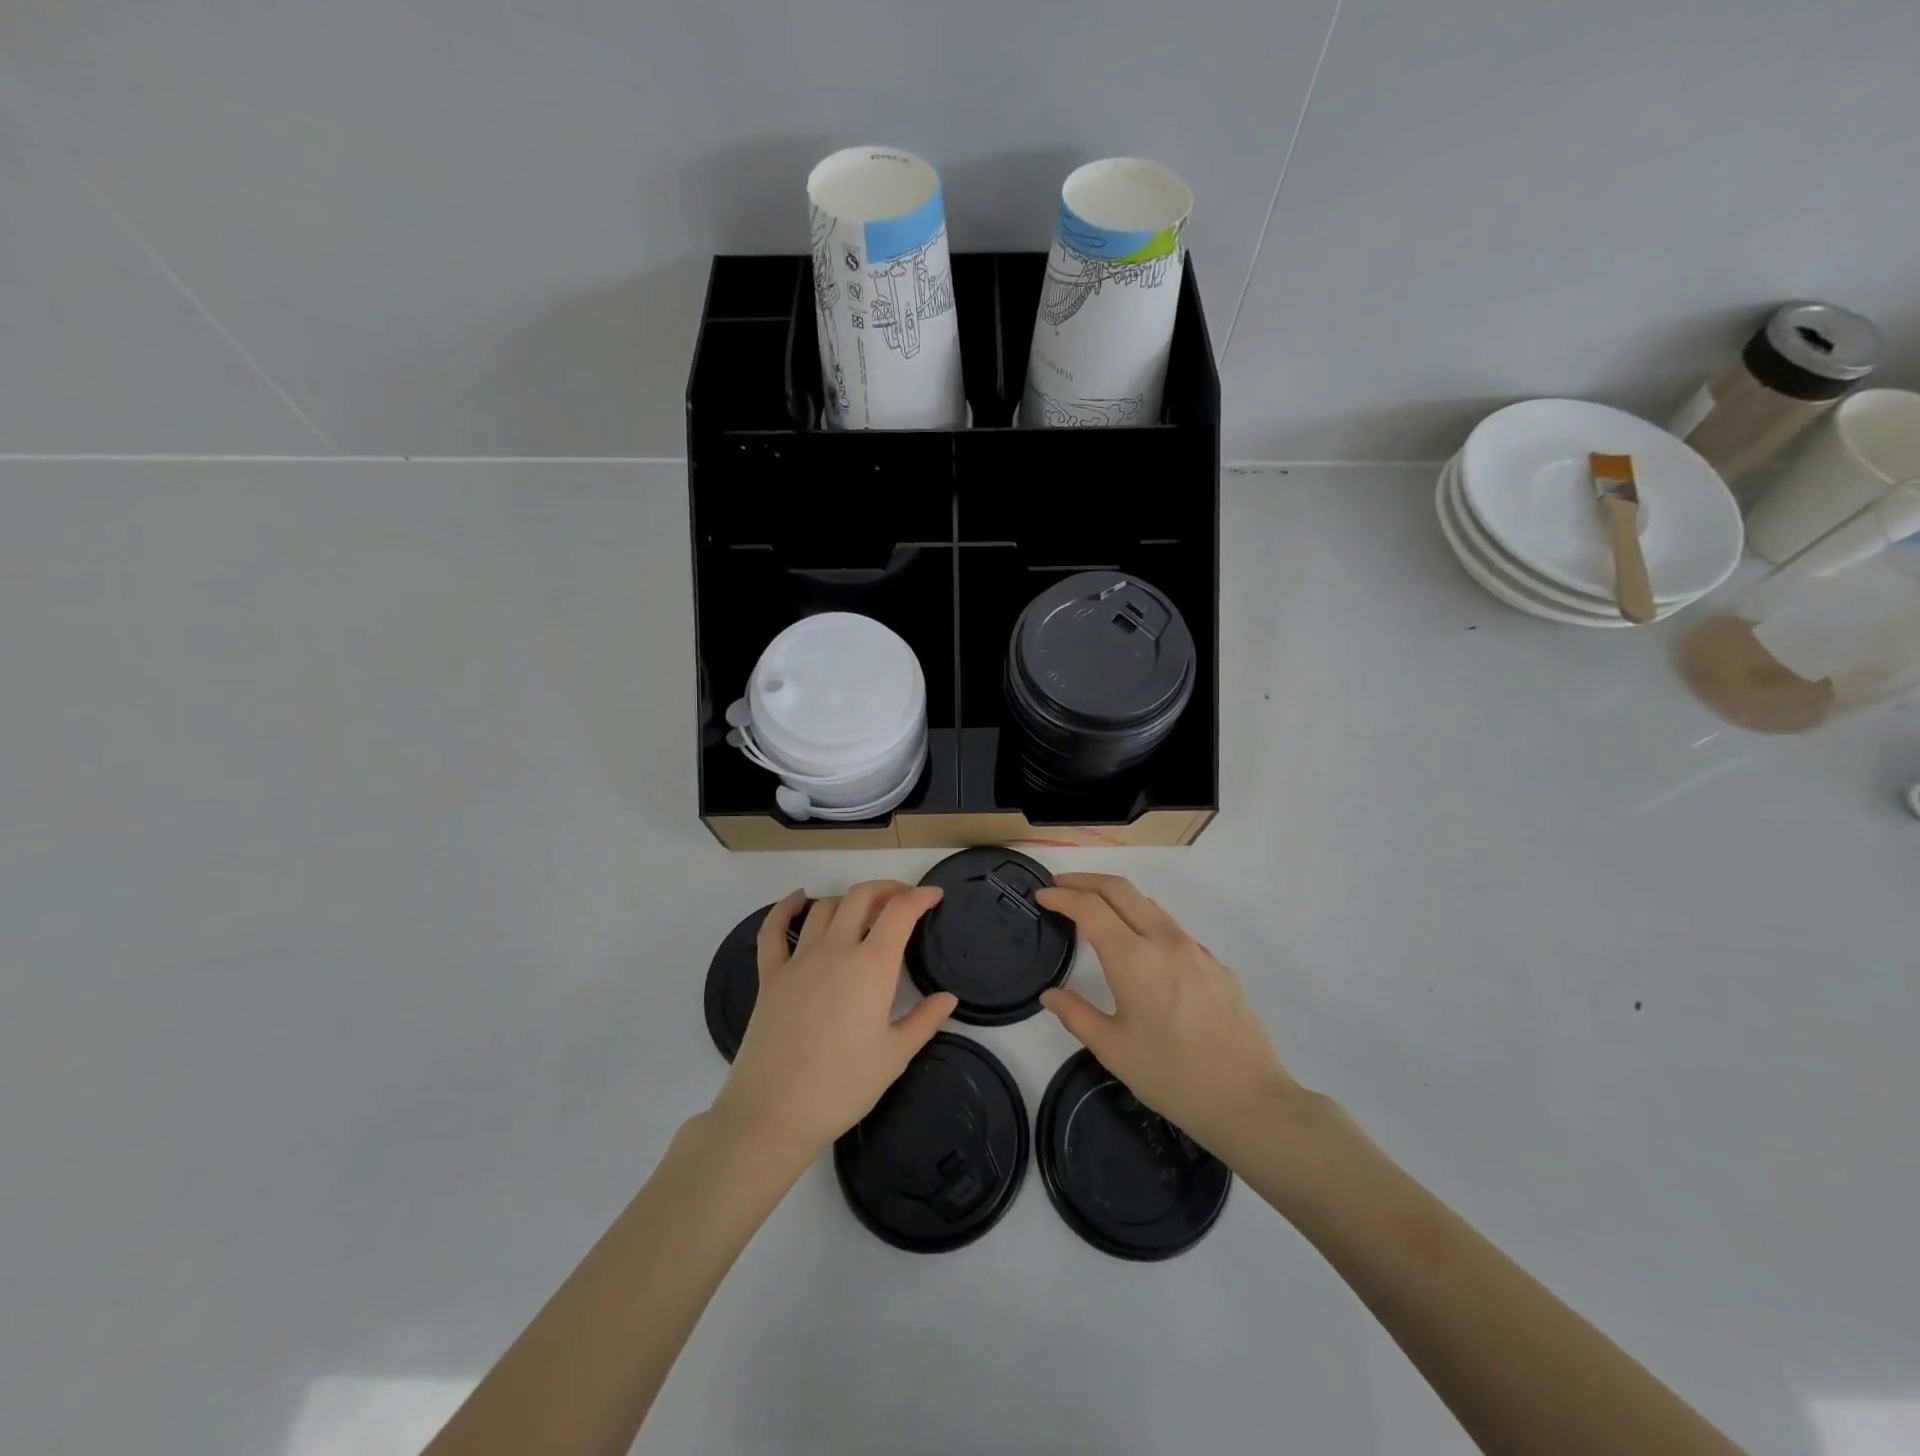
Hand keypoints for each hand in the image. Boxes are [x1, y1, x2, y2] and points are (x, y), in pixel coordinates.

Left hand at [713, 881, 955, 1160]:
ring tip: (863, 910)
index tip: (934, 895)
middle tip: (903, 900)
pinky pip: (773, 930)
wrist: (774, 1112)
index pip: (900, 912)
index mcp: (872, 966)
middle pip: (861, 897)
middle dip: (887, 889)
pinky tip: (799, 900)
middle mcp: (836, 950)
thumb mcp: (895, 1056)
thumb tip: (948, 998)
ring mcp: (798, 959)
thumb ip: (924, 1020)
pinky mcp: (770, 975)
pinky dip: (786, 907)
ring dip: (848, 899)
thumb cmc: (843, 1087)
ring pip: (824, 907)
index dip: (920, 896)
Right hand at [1038, 873, 1300, 1157]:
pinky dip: (1144, 922)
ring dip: (1116, 897)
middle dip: (1086, 880)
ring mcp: (1195, 949)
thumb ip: (1076, 1015)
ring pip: (1148, 905)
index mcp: (1134, 959)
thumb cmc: (1173, 1077)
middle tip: (1061, 886)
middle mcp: (1165, 941)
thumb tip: (1050, 995)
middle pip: (1120, 889)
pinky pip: (1172, 929)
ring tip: (1094, 911)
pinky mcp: (1216, 964)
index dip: (1062, 896)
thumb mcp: (1113, 1051)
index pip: (1090, 908)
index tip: (1042, 895)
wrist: (1250, 1100)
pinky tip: (1140, 950)